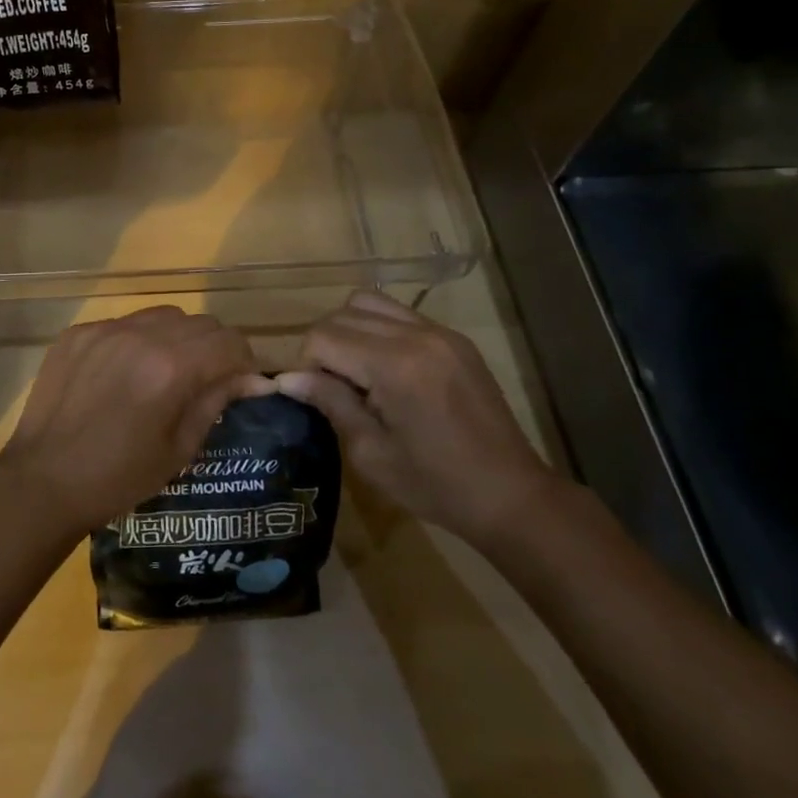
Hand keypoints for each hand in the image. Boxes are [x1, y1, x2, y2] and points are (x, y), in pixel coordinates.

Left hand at [0, 306, 270, 540]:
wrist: (42, 480)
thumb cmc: (118, 477)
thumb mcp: (178, 449)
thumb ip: (214, 402)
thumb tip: (249, 378)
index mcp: (171, 368)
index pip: (229, 342)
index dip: (245, 361)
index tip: (242, 382)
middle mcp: (140, 336)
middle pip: (199, 323)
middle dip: (214, 348)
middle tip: (208, 378)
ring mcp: (104, 330)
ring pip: (161, 315)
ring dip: (176, 338)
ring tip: (165, 371)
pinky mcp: (77, 333)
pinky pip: (122, 324)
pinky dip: (135, 341)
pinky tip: (123, 373)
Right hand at [276, 290, 553, 544]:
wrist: (511, 495)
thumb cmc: (435, 485)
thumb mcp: (370, 453)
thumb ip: (330, 403)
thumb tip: (286, 378)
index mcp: (394, 366)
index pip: (323, 337)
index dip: (307, 366)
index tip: (316, 398)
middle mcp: (417, 335)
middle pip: (342, 314)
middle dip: (325, 346)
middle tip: (334, 388)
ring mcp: (440, 332)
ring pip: (368, 303)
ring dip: (349, 331)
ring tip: (357, 372)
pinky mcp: (454, 338)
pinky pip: (399, 314)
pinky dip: (378, 330)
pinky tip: (386, 369)